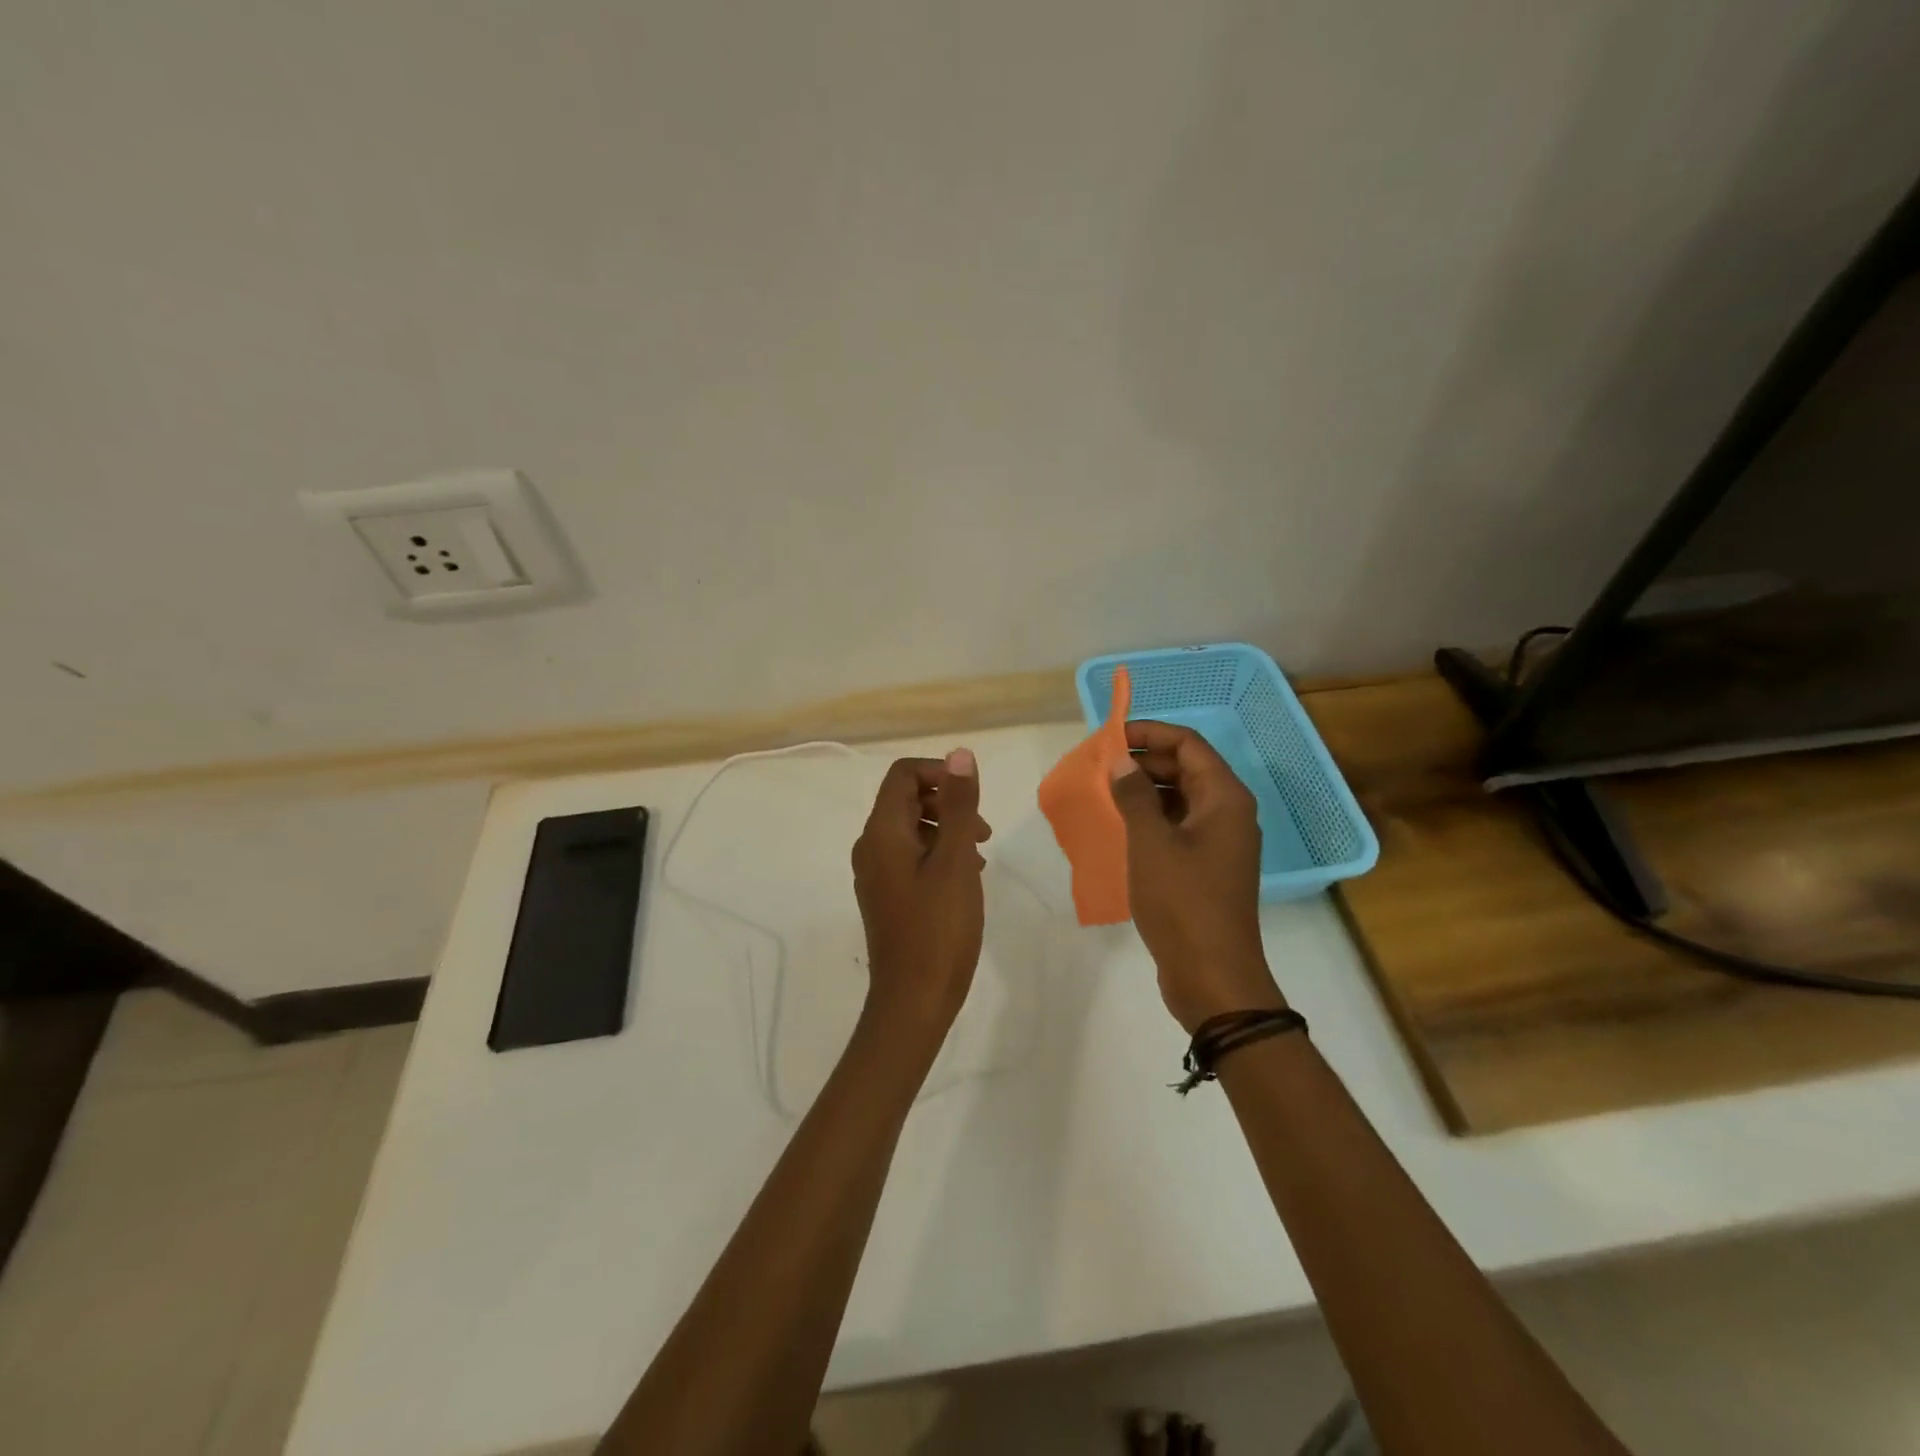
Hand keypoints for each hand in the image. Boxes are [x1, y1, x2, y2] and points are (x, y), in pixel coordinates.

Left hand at [851, 749, 990, 1039]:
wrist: (913, 1000)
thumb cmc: (938, 928)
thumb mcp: (956, 862)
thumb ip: (959, 806)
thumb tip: (960, 755)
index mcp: (882, 833)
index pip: (903, 774)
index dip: (940, 774)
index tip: (972, 798)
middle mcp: (870, 847)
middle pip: (905, 799)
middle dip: (947, 803)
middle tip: (982, 831)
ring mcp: (876, 874)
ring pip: (911, 828)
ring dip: (947, 829)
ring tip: (979, 856)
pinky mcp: (886, 895)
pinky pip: (910, 856)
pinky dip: (938, 853)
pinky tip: (964, 878)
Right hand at [1106, 721, 1285, 1031]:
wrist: (1212, 976)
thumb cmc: (1183, 902)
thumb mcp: (1151, 843)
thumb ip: (1134, 795)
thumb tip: (1121, 760)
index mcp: (1224, 798)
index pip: (1188, 744)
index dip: (1150, 733)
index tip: (1110, 737)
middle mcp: (1228, 813)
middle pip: (1186, 768)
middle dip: (1144, 761)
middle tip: (1101, 767)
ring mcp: (1219, 842)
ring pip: (1181, 798)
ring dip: (1145, 790)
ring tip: (1105, 793)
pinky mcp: (1207, 867)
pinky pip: (1178, 826)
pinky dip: (1151, 818)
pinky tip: (1121, 827)